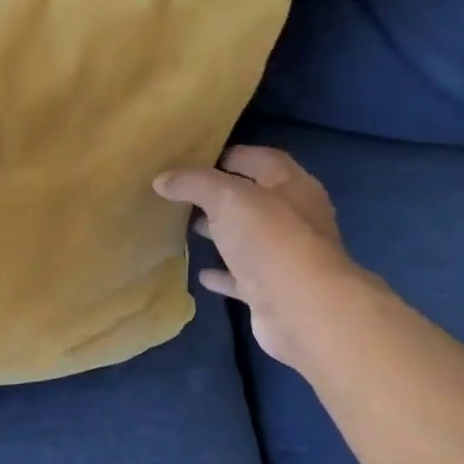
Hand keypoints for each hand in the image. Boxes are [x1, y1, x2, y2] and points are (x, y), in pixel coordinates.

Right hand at [154, 146, 365, 369]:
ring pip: (248, 238)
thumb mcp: (227, 199)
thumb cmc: (270, 240)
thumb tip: (162, 179)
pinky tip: (200, 273)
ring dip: (223, 232)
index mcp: (293, 187)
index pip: (262, 160)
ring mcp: (285, 257)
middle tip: (184, 194)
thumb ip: (194, 184)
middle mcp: (295, 218)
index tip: (194, 159)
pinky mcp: (272, 290)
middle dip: (222, 195)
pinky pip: (242, 276)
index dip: (231, 155)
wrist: (301, 308)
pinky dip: (223, 273)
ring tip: (189, 227)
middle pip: (255, 199)